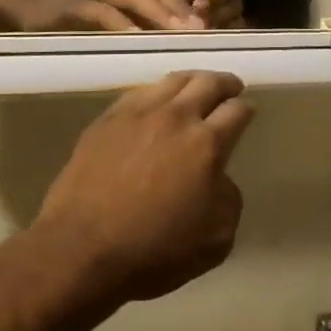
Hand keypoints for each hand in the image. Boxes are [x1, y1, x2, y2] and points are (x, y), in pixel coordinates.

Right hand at [22, 0, 204, 32]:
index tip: (209, 28)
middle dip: (178, 9)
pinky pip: (100, 12)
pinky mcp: (72, 5)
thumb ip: (142, 24)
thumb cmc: (78, 21)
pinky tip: (134, 39)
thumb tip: (180, 41)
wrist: (29, 13)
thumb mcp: (114, 19)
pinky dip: (119, 24)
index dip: (186, 6)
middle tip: (199, 31)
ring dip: (156, 14)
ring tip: (176, 33)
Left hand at [33, 72, 253, 305]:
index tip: (247, 111)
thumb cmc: (153, 251)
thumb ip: (228, 200)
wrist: (82, 248)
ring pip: (173, 80)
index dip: (246, 109)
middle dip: (225, 83)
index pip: (236, 111)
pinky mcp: (108, 118)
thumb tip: (219, 178)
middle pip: (208, 83)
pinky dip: (158, 92)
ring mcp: (138, 113)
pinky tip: (157, 101)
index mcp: (206, 144)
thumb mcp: (215, 241)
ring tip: (197, 87)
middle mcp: (175, 117)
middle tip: (231, 87)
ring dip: (193, 81)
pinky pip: (140, 92)